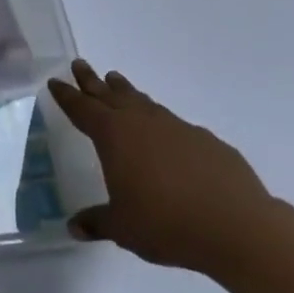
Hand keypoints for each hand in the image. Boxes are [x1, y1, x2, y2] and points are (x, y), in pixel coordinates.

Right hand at [47, 59, 275, 271]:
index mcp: (114, 136)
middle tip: (80, 64)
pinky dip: (160, 121)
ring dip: (126, 92)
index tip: (56, 81)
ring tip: (116, 81)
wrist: (238, 227)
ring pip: (144, 102)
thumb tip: (74, 227)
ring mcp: (178, 128)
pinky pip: (174, 124)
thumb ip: (96, 222)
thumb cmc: (167, 224)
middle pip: (111, 95)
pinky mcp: (207, 141)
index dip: (67, 95)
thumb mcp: (122, 228)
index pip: (83, 109)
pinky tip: (164, 134)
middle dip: (93, 81)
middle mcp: (143, 123)